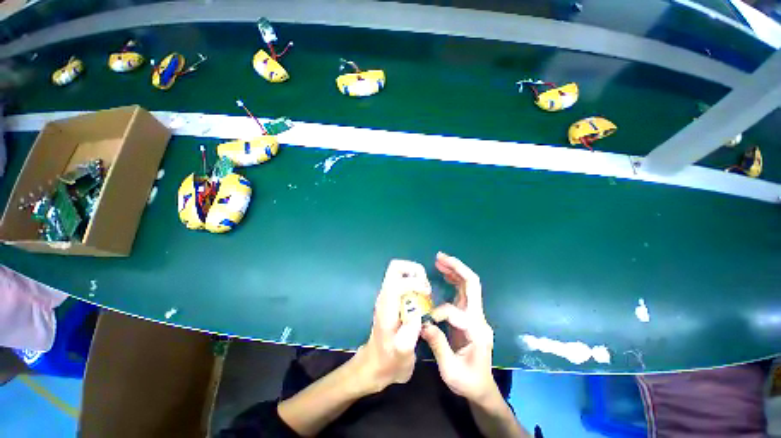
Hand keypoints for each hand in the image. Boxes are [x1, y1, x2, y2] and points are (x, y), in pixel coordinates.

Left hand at [352, 259, 428, 394]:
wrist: (376, 365)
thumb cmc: (389, 361)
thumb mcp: (402, 356)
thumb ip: (409, 337)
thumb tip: (418, 314)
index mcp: (386, 308)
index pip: (397, 283)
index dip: (415, 283)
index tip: (427, 294)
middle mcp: (385, 296)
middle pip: (395, 267)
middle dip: (414, 271)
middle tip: (426, 287)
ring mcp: (387, 295)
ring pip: (399, 271)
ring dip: (415, 275)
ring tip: (425, 293)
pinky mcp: (391, 298)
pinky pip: (403, 279)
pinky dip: (414, 281)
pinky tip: (422, 298)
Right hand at [422, 252, 497, 402]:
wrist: (482, 388)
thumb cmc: (468, 381)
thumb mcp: (451, 371)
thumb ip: (438, 345)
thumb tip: (423, 324)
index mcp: (477, 331)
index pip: (456, 312)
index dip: (439, 314)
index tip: (426, 324)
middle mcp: (479, 318)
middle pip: (472, 285)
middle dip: (457, 268)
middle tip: (440, 257)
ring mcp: (475, 315)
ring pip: (468, 285)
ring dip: (454, 270)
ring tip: (439, 260)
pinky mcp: (469, 315)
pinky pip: (462, 292)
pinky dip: (454, 279)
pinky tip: (444, 273)